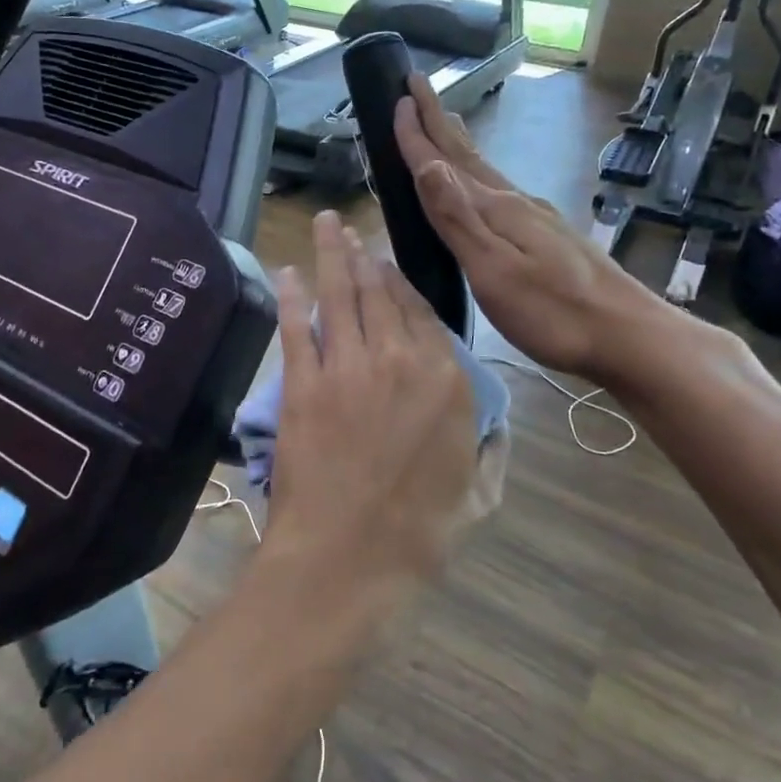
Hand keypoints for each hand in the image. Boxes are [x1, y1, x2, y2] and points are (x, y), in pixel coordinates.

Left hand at [263, 212, 493, 586]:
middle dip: (366, 257)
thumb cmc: (419, 533)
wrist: (348, 557)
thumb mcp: (477, 492)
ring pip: (341, 296)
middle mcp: (398, 360)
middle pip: (380, 294)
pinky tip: (288, 272)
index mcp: (446, 381)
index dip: (403, 285)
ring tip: (326, 224)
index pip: (423, 315)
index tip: (389, 265)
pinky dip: (291, 296)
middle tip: (353, 230)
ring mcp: (346, 368)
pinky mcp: (303, 384)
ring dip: (332, 255)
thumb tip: (492, 425)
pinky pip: (297, 328)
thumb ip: (489, 448)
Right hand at [393, 73, 666, 382]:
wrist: (628, 335)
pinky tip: (480, 185)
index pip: (444, 162)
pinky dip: (475, 175)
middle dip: (436, 121)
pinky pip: (497, 191)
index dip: (417, 133)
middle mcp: (514, 202)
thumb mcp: (494, 269)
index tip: (398, 96)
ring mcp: (534, 217)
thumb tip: (427, 164)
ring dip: (456, 145)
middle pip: (466, 154)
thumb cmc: (553, 312)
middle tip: (416, 87)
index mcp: (496, 209)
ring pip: (483, 170)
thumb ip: (458, 219)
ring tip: (441, 123)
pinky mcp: (546, 235)